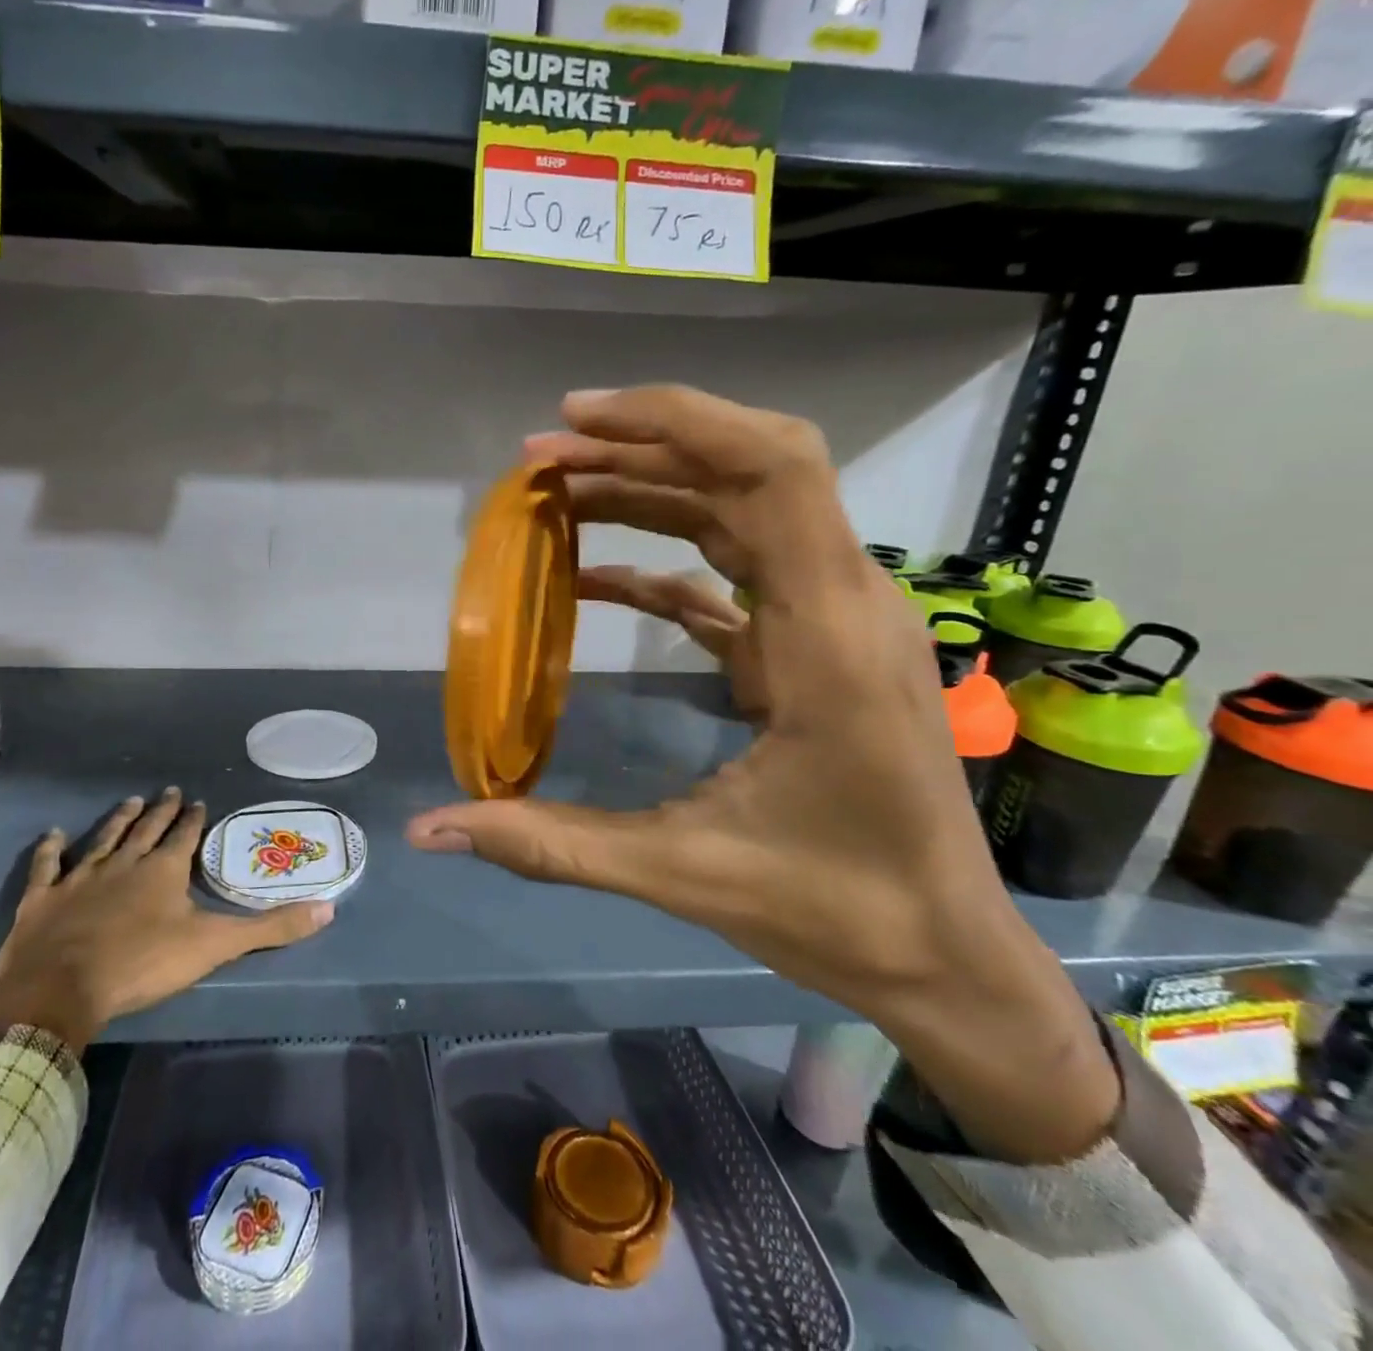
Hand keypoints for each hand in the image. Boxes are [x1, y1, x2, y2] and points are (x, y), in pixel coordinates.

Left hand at [0, 788, 333, 1049]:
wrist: (61, 991)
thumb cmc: (142, 964)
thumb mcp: (215, 946)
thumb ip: (270, 928)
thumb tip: (328, 909)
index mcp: (164, 870)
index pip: (185, 836)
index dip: (194, 819)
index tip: (199, 801)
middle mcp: (124, 863)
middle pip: (146, 829)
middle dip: (161, 810)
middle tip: (169, 791)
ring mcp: (80, 877)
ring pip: (103, 839)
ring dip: (117, 820)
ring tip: (129, 801)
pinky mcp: (43, 899)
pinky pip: (47, 866)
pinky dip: (50, 850)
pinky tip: (52, 834)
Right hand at [408, 387, 1119, 1162]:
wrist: (944, 954)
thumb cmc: (835, 911)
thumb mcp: (681, 873)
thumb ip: (550, 844)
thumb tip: (431, 829)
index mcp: (827, 638)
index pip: (772, 470)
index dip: (676, 420)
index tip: (578, 420)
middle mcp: (843, 604)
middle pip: (748, 472)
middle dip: (640, 448)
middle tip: (540, 461)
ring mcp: (832, 622)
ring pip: (741, 514)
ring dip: (650, 491)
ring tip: (557, 494)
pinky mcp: (811, 649)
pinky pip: (734, 577)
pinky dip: (662, 564)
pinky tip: (593, 578)